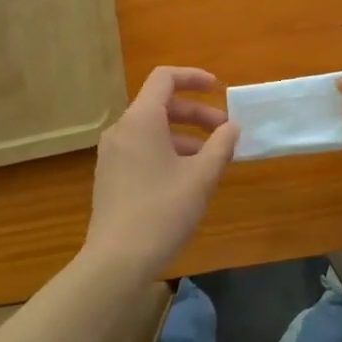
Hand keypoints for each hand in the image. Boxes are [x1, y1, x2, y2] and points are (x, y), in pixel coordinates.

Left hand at [84, 67, 238, 281]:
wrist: (115, 263)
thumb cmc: (162, 211)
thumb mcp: (202, 176)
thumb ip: (221, 145)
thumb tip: (232, 127)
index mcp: (141, 120)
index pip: (165, 78)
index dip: (194, 77)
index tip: (218, 89)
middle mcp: (122, 130)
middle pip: (161, 105)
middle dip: (196, 113)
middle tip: (224, 131)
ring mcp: (112, 155)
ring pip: (153, 129)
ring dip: (184, 135)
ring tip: (211, 159)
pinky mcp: (110, 177)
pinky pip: (142, 149)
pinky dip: (167, 151)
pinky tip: (187, 178)